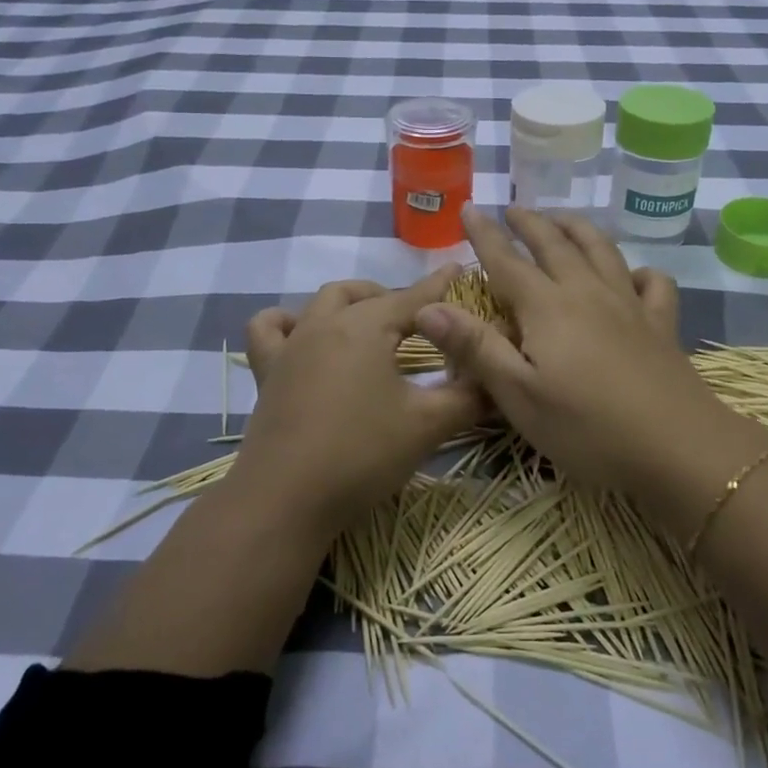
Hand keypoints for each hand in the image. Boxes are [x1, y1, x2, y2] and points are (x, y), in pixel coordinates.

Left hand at [232, 266, 486, 533]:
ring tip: (367, 322)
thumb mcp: (427, 425)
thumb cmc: (362, 454)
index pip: (412, 298)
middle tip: (419, 321)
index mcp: (366, 327)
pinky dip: (287, 323)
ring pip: (320, 303)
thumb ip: (469, 397)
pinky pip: (269, 330)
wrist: (286, 498)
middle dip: (395, 297)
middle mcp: (325, 325)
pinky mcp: (268, 373)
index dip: (439, 285)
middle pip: (365, 295)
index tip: (458, 269)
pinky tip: (303, 337)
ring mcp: (291, 347)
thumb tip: (498, 381)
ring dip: (349, 302)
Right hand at [413, 206, 759, 510]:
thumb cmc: (587, 428)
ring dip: (577, 229)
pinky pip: (653, 283)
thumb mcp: (519, 396)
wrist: (677, 447)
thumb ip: (475, 348)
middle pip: (555, 245)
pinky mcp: (661, 324)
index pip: (507, 261)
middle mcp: (587, 293)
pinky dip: (639, 270)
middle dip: (530, 223)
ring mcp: (629, 305)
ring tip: (562, 220)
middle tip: (513, 209)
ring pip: (601, 251)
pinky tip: (631, 275)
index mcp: (547, 308)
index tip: (469, 208)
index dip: (485, 235)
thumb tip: (428, 308)